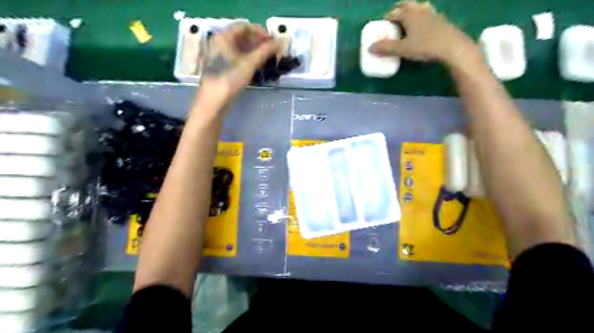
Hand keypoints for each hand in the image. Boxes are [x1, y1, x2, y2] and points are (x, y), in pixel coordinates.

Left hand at [195, 23, 279, 116]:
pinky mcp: (222, 67)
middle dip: (259, 43)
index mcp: (223, 37)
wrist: (214, 101)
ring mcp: (220, 56)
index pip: (244, 26)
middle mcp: (220, 43)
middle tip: (273, 52)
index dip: (260, 32)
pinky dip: (249, 60)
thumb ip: (265, 51)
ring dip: (255, 52)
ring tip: (268, 60)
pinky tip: (258, 67)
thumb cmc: (230, 78)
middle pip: (242, 37)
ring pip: (240, 49)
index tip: (273, 41)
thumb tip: (280, 42)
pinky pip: (238, 58)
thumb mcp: (250, 63)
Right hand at [370, 0, 481, 67]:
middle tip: (394, 14)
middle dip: (399, 8)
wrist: (452, 47)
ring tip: (409, 16)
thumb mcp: (403, 49)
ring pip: (420, 6)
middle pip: (407, 4)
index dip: (387, 17)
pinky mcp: (442, 21)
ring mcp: (433, 14)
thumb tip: (370, 48)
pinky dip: (423, 16)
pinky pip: (429, 14)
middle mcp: (420, 10)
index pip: (394, 13)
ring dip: (412, 9)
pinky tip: (424, 24)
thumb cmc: (425, 46)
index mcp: (409, 15)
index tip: (383, 23)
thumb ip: (386, 48)